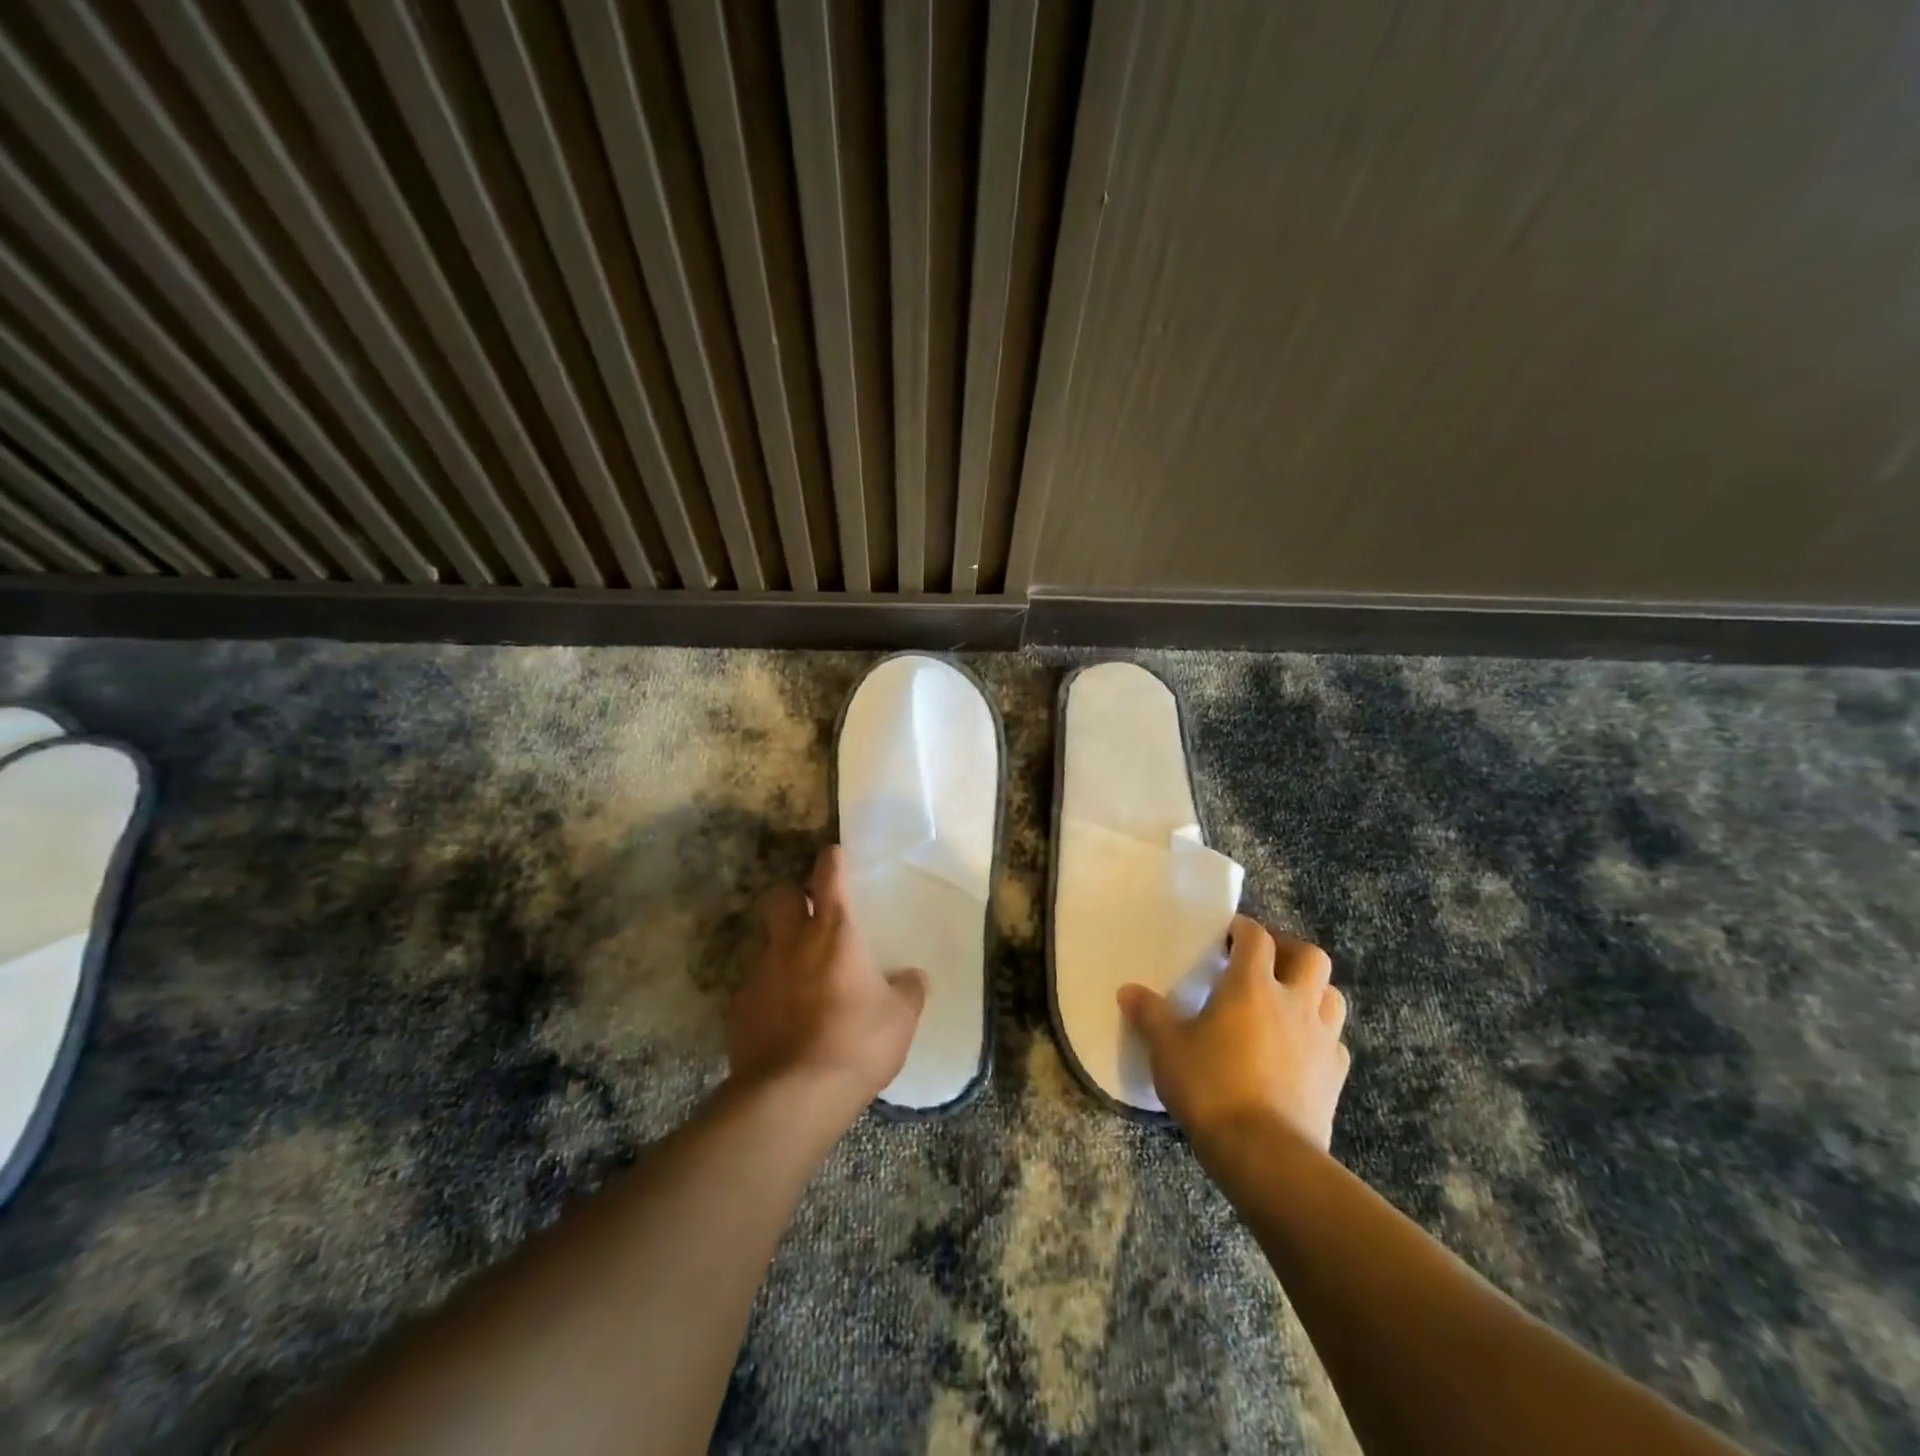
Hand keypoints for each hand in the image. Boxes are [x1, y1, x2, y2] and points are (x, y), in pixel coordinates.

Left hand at [725, 845, 927, 1115]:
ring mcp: (760, 973)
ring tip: (800, 975)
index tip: (835, 856)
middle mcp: (792, 942)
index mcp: (835, 931)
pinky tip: (784, 1017)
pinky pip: (754, 984)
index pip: (828, 875)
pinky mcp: (739, 1007)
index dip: (832, 860)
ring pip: (764, 940)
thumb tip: (913, 976)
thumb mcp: (901, 1018)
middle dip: (791, 896)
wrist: (793, 1095)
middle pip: (778, 895)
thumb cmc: (857, 1043)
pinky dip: (769, 990)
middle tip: (809, 915)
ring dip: (781, 946)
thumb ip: (908, 990)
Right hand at [1118, 916, 1348, 1149]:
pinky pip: (1335, 1041)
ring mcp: (1321, 1039)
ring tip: (1289, 1000)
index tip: (1227, 934)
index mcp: (1252, 986)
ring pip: (1332, 996)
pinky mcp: (1335, 1076)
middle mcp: (1294, 1002)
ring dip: (1314, 990)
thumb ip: (1149, 1014)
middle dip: (1289, 950)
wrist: (1265, 1154)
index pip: (1256, 937)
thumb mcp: (1167, 1047)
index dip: (1243, 929)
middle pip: (1310, 957)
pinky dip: (1321, 1035)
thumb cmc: (1211, 1087)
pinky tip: (1301, 1048)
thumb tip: (1128, 991)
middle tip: (1265, 961)